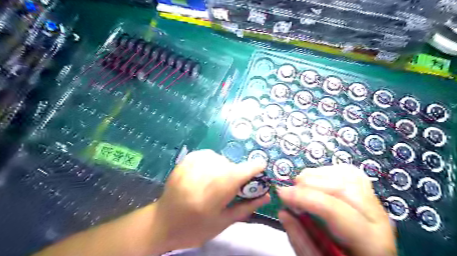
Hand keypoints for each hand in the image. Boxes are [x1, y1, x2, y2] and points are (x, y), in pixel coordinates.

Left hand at [151, 150, 268, 251]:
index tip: (261, 166)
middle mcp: (202, 176)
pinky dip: (213, 162)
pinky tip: (207, 174)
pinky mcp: (185, 161)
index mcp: (212, 195)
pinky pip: (208, 155)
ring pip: (220, 159)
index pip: (239, 174)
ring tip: (216, 182)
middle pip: (230, 166)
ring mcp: (191, 166)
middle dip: (237, 174)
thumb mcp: (223, 222)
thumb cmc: (195, 228)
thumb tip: (266, 195)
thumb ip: (246, 206)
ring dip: (224, 168)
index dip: (252, 168)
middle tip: (232, 187)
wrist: (162, 223)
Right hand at [277, 164, 398, 255]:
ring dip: (318, 174)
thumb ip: (300, 239)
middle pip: (342, 187)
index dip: (304, 198)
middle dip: (310, 183)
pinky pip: (349, 172)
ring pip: (347, 175)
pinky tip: (316, 179)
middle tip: (290, 189)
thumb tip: (283, 212)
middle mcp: (377, 217)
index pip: (334, 210)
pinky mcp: (368, 193)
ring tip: (301, 183)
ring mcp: (374, 202)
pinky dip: (328, 171)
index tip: (281, 193)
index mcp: (370, 242)